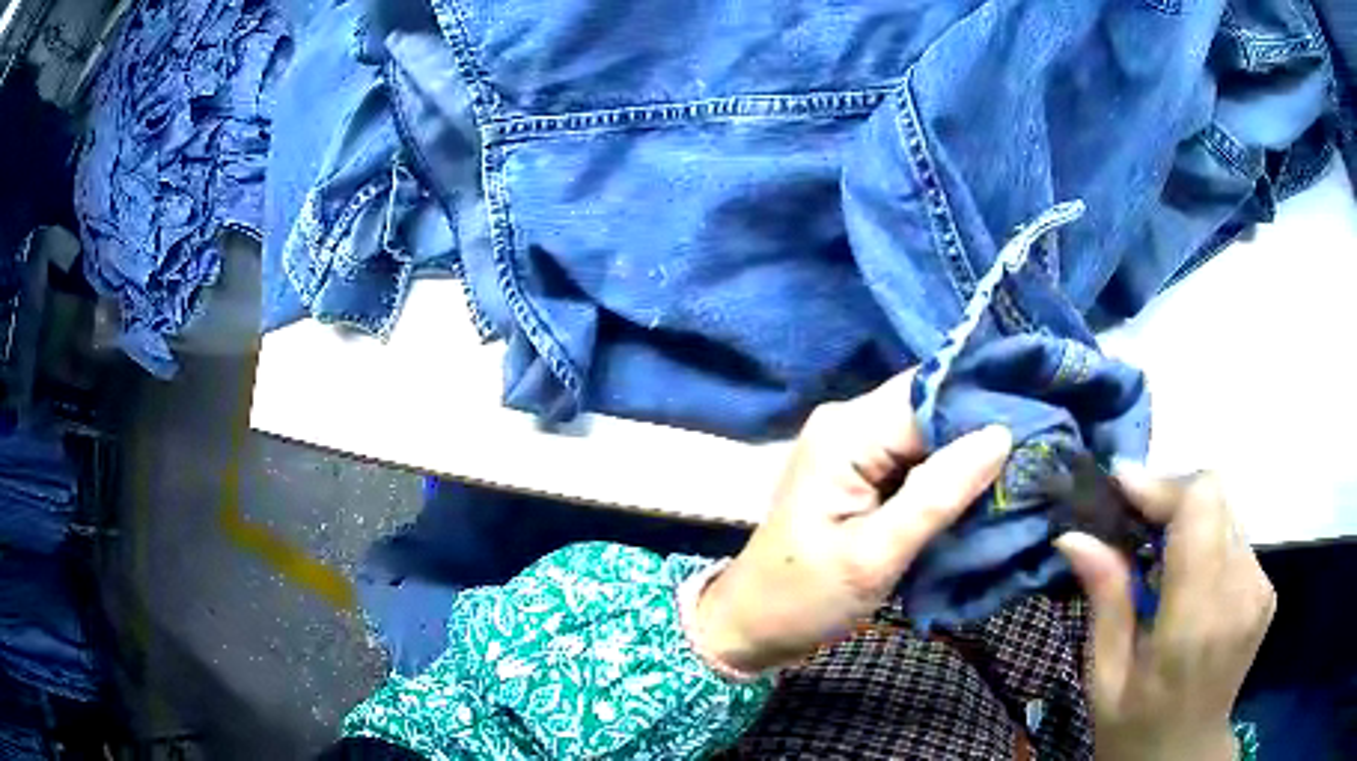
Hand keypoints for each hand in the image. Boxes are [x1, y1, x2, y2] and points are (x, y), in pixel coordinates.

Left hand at [692, 370, 1012, 672]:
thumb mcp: (875, 556)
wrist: (753, 624)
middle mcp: (850, 424)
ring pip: (929, 431)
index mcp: (847, 433)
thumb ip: (937, 495)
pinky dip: (949, 471)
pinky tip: (984, 486)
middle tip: (1039, 449)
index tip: (1040, 423)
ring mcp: (855, 446)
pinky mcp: (862, 472)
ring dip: (970, 451)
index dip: (984, 404)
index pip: (931, 395)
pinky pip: (917, 456)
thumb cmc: (805, 597)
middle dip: (982, 427)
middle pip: (931, 406)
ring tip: (1022, 467)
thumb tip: (999, 434)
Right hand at [1055, 468, 1275, 760]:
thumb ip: (1105, 602)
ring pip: (1226, 513)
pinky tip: (1185, 578)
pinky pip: (1236, 538)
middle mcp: (1241, 592)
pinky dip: (1207, 542)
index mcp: (1197, 621)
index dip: (1163, 486)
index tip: (1121, 489)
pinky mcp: (1267, 590)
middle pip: (1215, 497)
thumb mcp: (1105, 679)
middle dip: (1171, 498)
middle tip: (1130, 521)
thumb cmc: (1136, 728)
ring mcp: (1260, 589)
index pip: (1201, 506)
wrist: (1186, 755)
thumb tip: (1074, 536)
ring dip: (1188, 521)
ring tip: (1155, 556)